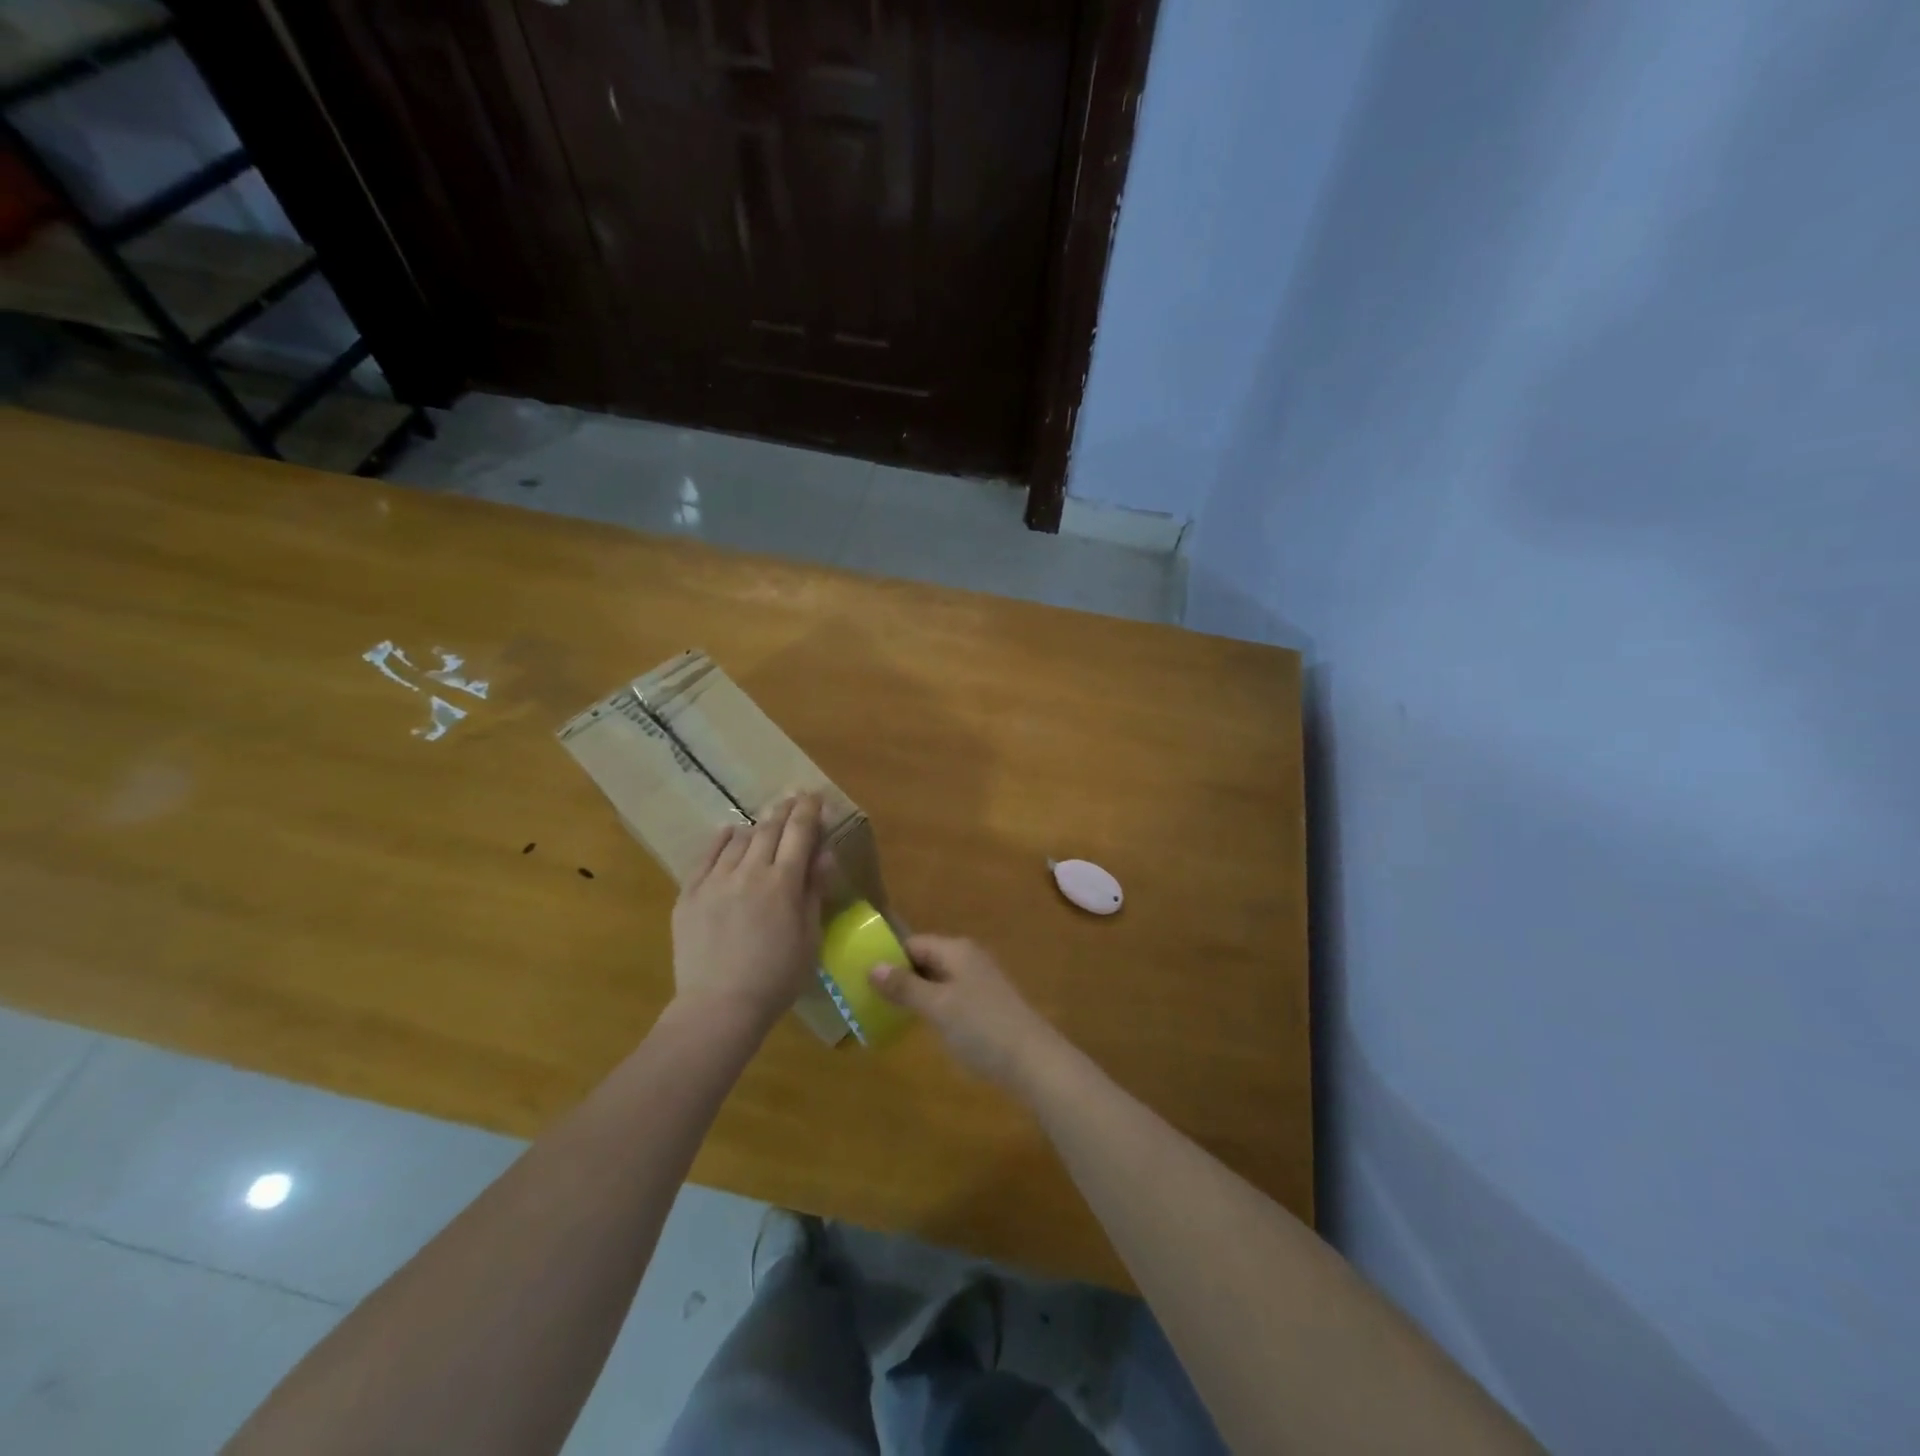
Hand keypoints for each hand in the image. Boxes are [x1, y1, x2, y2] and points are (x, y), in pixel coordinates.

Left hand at [671, 795, 830, 1029]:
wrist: (719, 1007)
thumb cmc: (776, 978)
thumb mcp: (810, 938)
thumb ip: (814, 891)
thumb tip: (823, 854)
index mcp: (783, 883)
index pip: (799, 833)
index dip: (809, 810)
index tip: (814, 795)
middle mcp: (749, 872)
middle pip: (769, 829)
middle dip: (784, 810)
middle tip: (793, 798)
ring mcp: (714, 881)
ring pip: (738, 839)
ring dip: (756, 825)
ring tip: (765, 821)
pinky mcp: (688, 894)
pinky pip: (705, 856)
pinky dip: (721, 840)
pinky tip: (728, 833)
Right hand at [871, 936, 1064, 1091]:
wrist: (1032, 1060)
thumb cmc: (981, 1027)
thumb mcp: (938, 1006)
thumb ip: (905, 986)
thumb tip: (873, 966)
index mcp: (956, 950)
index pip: (913, 943)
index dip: (888, 957)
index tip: (860, 976)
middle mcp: (968, 958)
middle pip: (925, 959)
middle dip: (899, 976)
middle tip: (866, 996)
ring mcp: (978, 982)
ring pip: (937, 979)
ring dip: (914, 992)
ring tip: (885, 1011)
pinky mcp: (985, 1004)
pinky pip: (949, 995)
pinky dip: (931, 1005)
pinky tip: (918, 1024)